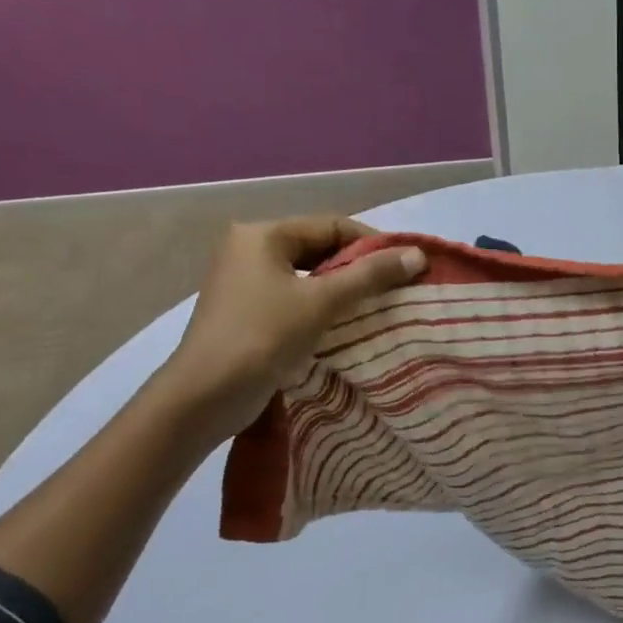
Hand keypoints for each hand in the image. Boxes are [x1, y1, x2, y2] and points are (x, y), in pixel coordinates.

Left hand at [160, 215, 425, 439]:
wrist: (205, 396)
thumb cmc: (263, 336)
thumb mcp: (322, 301)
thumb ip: (371, 275)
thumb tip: (417, 255)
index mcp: (262, 235)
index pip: (332, 226)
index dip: (374, 244)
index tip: (407, 266)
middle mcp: (251, 249)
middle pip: (321, 248)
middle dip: (360, 267)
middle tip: (397, 287)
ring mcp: (246, 281)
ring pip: (310, 274)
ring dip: (345, 288)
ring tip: (380, 305)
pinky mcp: (249, 310)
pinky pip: (298, 296)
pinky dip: (325, 305)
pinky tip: (349, 322)